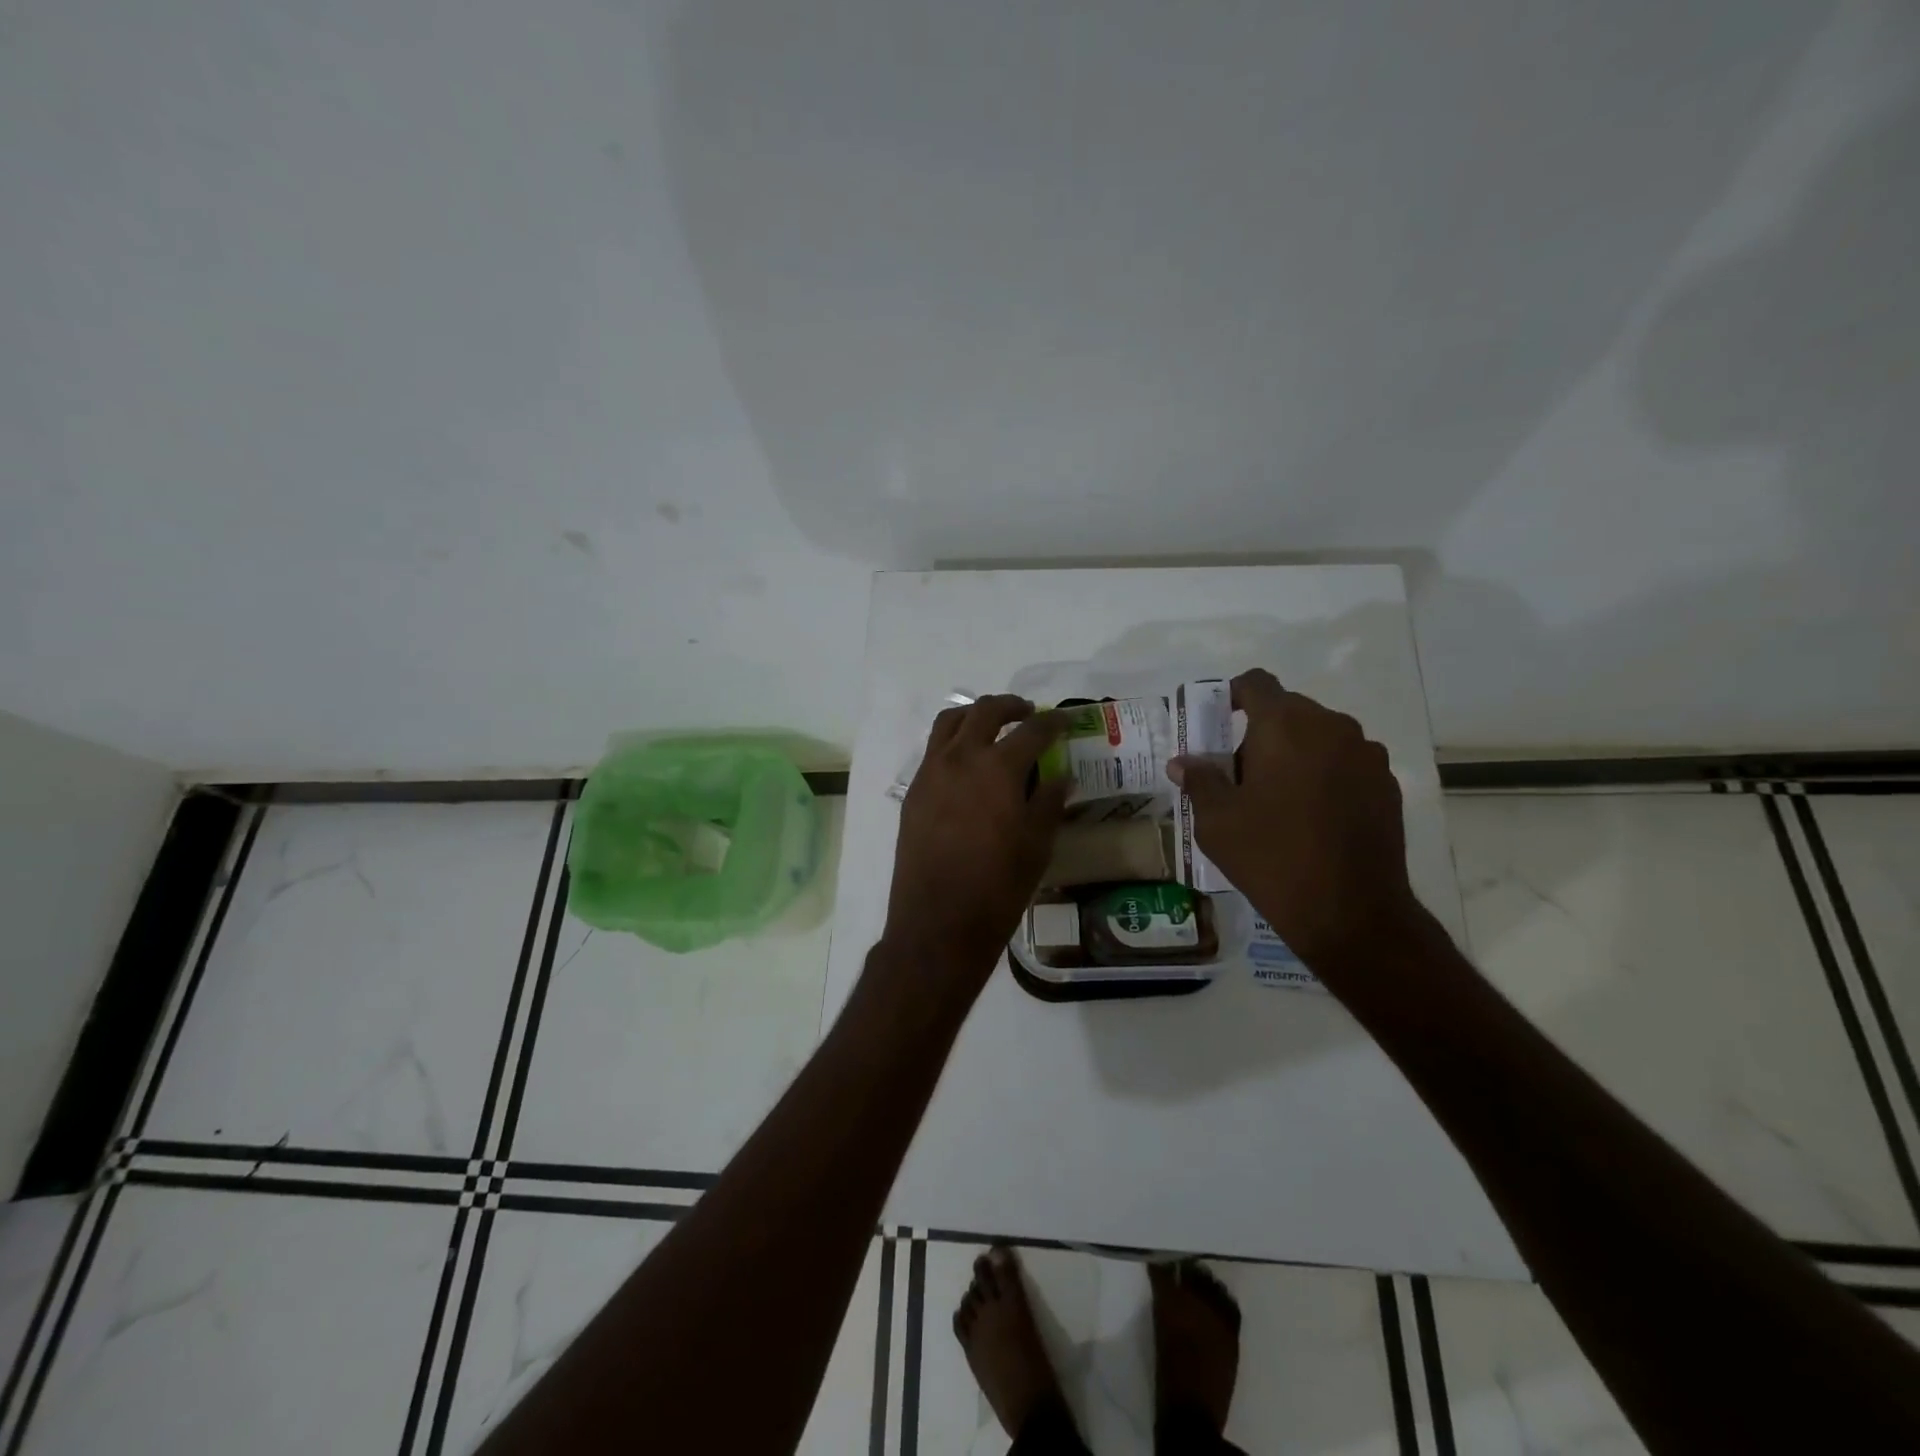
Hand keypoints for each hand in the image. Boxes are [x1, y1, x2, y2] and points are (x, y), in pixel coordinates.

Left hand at [881, 696, 1069, 998]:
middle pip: (985, 712)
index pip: (1032, 731)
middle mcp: (961, 758)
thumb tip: (1061, 776)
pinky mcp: (914, 791)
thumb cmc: (998, 887)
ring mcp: (931, 772)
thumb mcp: (1037, 846)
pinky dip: (953, 741)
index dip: (1052, 722)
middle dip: (1010, 706)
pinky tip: (967, 762)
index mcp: (998, 768)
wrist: (939, 922)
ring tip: (992, 726)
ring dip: (975, 715)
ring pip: (951, 722)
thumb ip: (1049, 802)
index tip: (1063, 721)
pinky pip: (934, 750)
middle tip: (1028, 714)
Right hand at [1169, 670, 1423, 973]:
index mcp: (1285, 725)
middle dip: (1260, 732)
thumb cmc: (1271, 857)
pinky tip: (1312, 817)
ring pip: (1319, 736)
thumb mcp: (1217, 821)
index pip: (1256, 683)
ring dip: (1294, 753)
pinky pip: (1345, 762)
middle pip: (1288, 710)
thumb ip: (1199, 780)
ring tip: (1278, 800)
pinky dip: (1324, 775)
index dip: (1233, 695)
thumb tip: (1183, 763)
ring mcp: (1366, 754)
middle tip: (1239, 775)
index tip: (1218, 723)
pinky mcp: (1387, 784)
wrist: (1350, 910)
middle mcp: (1331, 726)